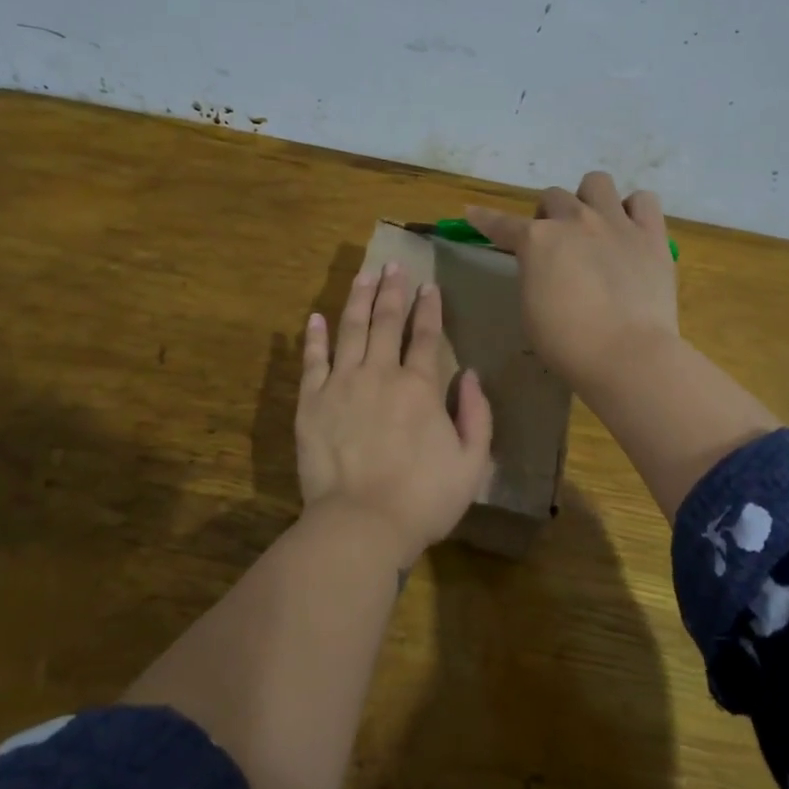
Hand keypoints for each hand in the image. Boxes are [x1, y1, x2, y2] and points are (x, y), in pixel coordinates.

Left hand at [295, 262, 493, 566]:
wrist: (361, 523)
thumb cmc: (423, 498)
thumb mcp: (472, 463)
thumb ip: (477, 415)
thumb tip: (472, 375)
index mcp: (419, 386)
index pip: (426, 335)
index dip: (428, 307)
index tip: (428, 285)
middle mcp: (380, 373)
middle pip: (386, 321)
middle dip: (392, 290)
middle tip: (393, 265)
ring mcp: (341, 384)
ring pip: (351, 329)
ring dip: (358, 298)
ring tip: (364, 274)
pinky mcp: (311, 401)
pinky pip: (313, 360)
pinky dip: (315, 336)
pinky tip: (317, 317)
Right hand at [466, 171, 679, 393]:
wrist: (627, 353)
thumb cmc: (566, 342)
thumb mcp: (530, 308)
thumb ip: (533, 274)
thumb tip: (543, 265)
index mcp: (537, 240)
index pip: (502, 224)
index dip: (484, 219)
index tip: (472, 212)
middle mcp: (574, 220)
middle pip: (552, 197)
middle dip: (548, 215)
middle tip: (554, 242)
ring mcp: (616, 223)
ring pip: (597, 182)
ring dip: (588, 199)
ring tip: (593, 225)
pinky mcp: (651, 235)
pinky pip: (643, 200)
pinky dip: (633, 210)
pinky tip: (630, 230)